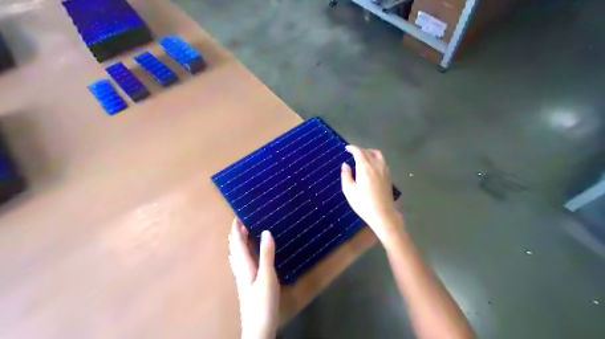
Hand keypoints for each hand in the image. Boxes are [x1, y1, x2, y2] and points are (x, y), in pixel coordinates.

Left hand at [230, 219, 280, 336]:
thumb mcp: (267, 277)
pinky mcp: (248, 284)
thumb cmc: (262, 302)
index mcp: (245, 266)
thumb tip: (266, 232)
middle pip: (236, 250)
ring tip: (240, 235)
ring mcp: (244, 278)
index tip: (237, 218)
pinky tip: (243, 258)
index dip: (237, 231)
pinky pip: (242, 264)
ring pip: (238, 257)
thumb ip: (266, 255)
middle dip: (237, 236)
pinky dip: (241, 255)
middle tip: (240, 222)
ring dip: (238, 244)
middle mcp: (242, 270)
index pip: (238, 244)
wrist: (258, 328)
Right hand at [342, 146, 402, 242]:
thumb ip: (346, 175)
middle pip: (368, 152)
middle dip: (359, 150)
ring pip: (377, 154)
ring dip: (369, 152)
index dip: (352, 148)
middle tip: (352, 153)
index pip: (359, 152)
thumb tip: (345, 164)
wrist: (383, 214)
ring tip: (362, 157)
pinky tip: (371, 165)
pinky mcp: (388, 176)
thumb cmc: (363, 203)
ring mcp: (384, 170)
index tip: (346, 148)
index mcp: (365, 167)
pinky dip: (375, 158)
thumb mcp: (349, 190)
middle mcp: (376, 165)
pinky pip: (382, 161)